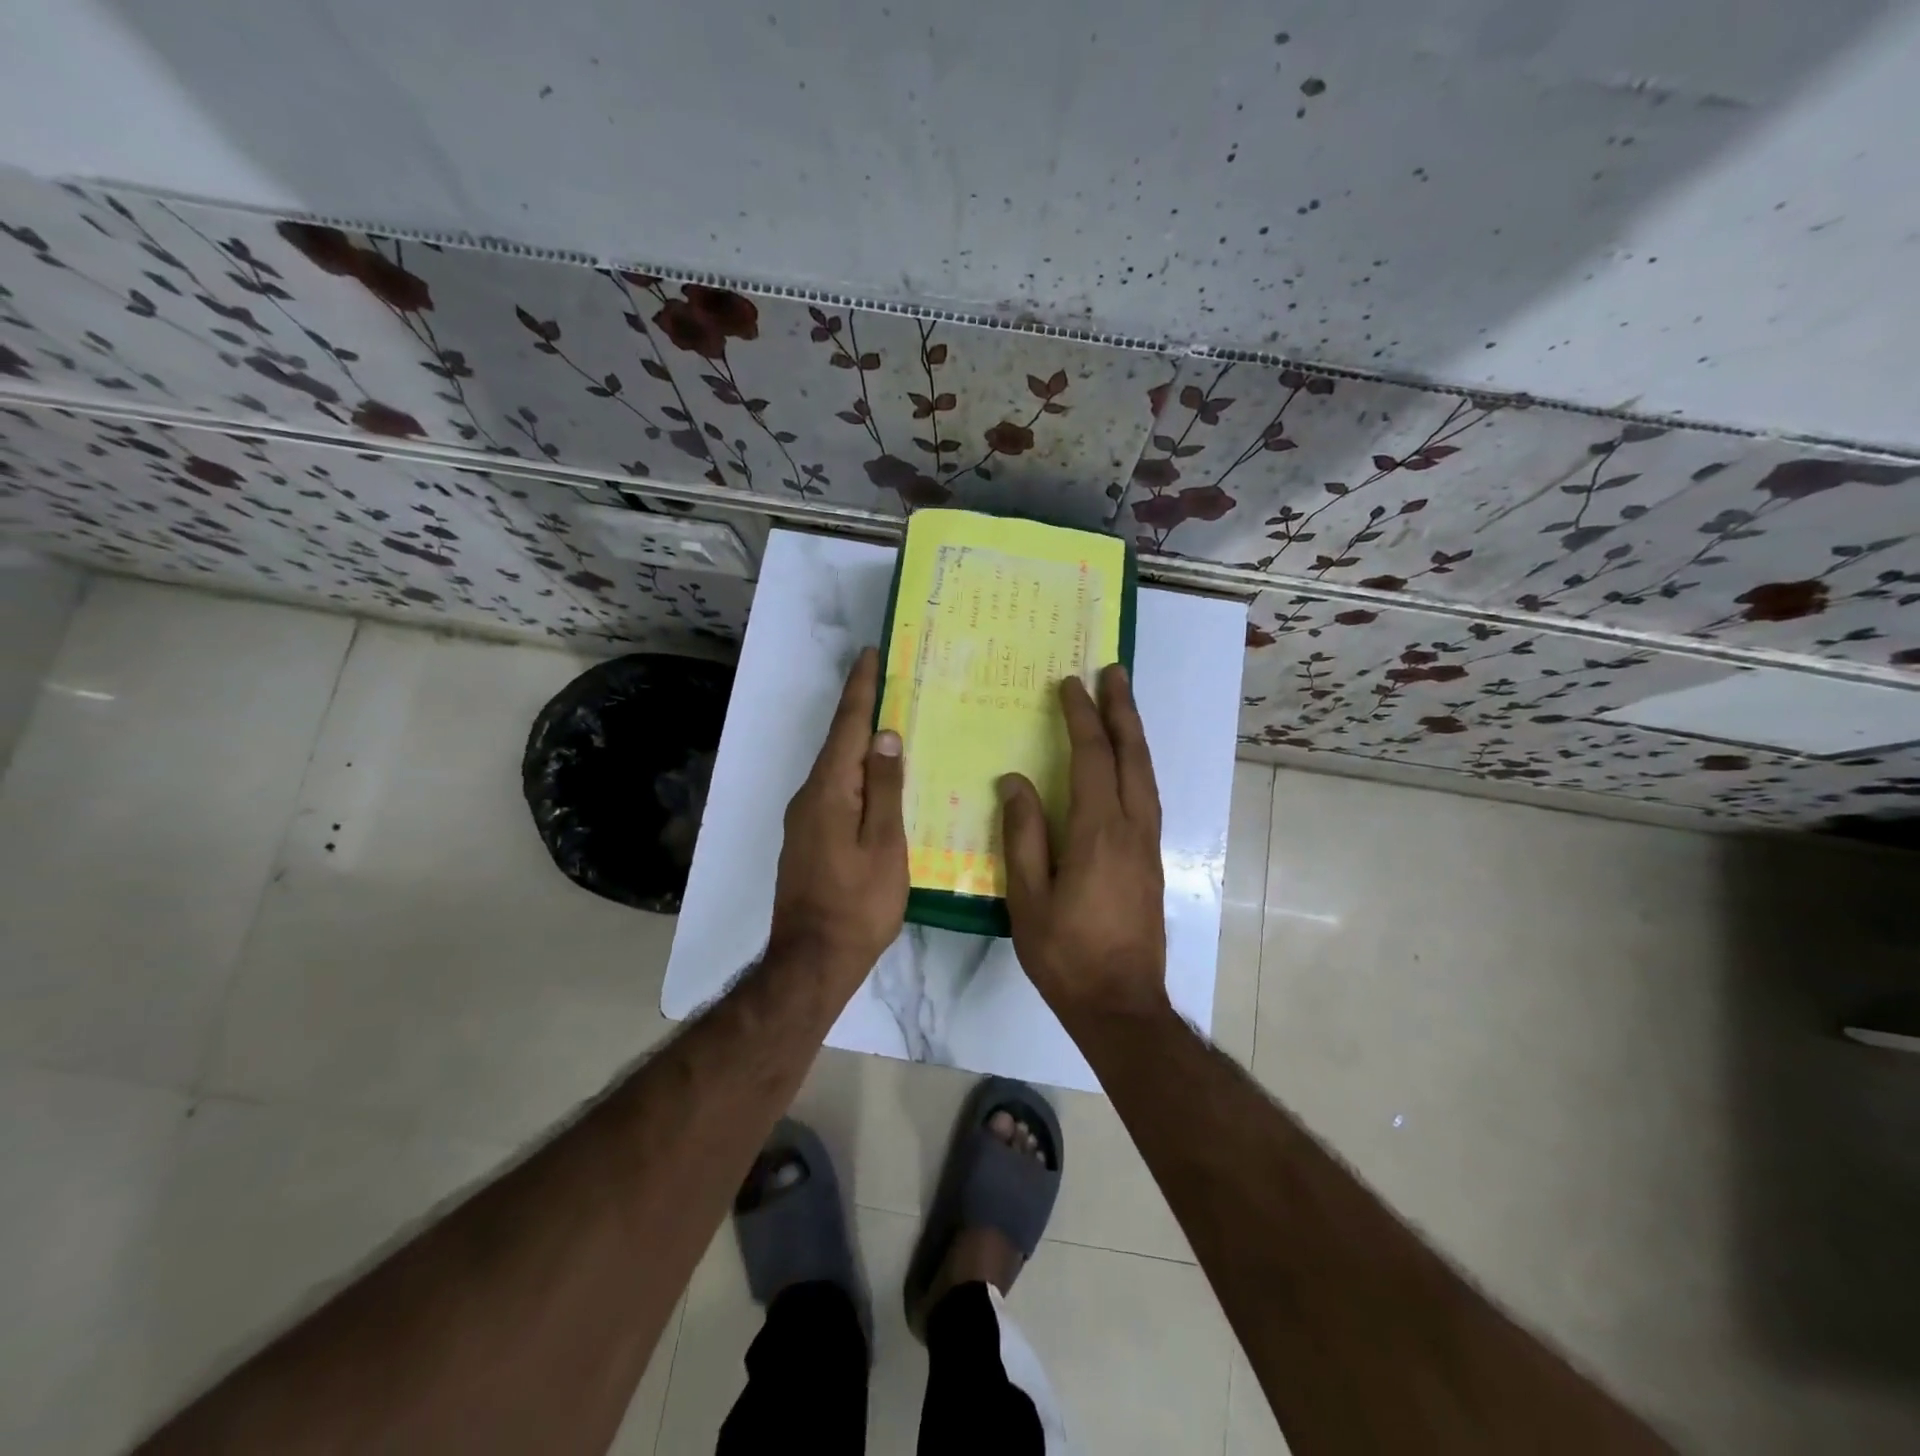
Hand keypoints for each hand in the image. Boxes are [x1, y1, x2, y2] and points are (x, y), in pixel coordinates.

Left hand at [769, 647, 908, 980]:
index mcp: (829, 791)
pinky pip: (835, 794)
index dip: (860, 690)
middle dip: (862, 712)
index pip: (848, 727)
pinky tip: (877, 784)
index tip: (870, 655)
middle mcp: (809, 797)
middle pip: (839, 745)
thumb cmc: (858, 904)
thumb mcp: (884, 845)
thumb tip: (886, 737)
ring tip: (892, 729)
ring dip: (861, 746)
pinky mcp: (807, 840)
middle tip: (891, 685)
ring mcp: (803, 820)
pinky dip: (856, 777)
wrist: (812, 961)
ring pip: (837, 771)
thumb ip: (886, 789)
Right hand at [1000, 664, 1168, 1020]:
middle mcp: (1132, 828)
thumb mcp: (1028, 899)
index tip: (1070, 684)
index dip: (1081, 718)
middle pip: (1133, 755)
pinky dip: (1138, 765)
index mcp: (1098, 833)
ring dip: (1134, 734)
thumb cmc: (1066, 955)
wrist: (1121, 1004)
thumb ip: (1023, 837)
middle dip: (1122, 710)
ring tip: (1122, 703)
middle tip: (1114, 672)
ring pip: (1147, 774)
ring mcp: (1148, 844)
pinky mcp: (1152, 861)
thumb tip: (1016, 783)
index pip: (1093, 758)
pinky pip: (1148, 796)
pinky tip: (1127, 764)